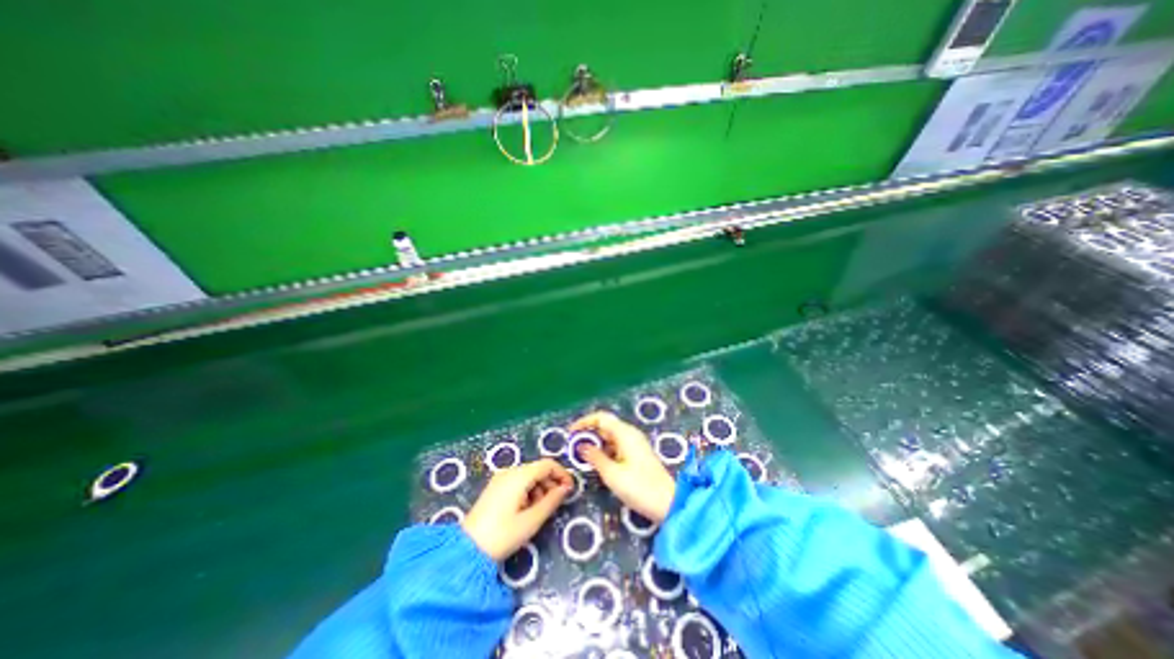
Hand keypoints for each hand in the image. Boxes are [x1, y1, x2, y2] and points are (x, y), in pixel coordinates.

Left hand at [462, 457, 570, 559]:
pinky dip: (528, 491)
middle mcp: (510, 471)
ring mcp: (500, 478)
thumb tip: (565, 488)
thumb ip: (551, 501)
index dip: (562, 474)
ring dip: (540, 489)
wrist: (467, 551)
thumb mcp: (532, 520)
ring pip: (529, 476)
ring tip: (541, 510)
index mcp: (519, 476)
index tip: (570, 489)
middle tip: (556, 503)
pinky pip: (518, 482)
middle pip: (538, 469)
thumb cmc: (502, 535)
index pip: (547, 464)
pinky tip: (527, 509)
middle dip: (551, 483)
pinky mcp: (495, 487)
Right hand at [572, 409, 674, 520]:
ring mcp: (635, 444)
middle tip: (573, 447)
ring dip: (596, 443)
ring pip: (610, 436)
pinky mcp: (637, 454)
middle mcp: (630, 434)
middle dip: (588, 433)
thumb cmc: (639, 487)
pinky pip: (616, 446)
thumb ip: (594, 457)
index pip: (601, 417)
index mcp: (625, 433)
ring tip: (582, 456)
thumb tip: (581, 446)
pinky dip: (605, 450)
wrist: (668, 503)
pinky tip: (597, 462)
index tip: (570, 433)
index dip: (584, 422)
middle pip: (606, 425)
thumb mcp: (611, 474)